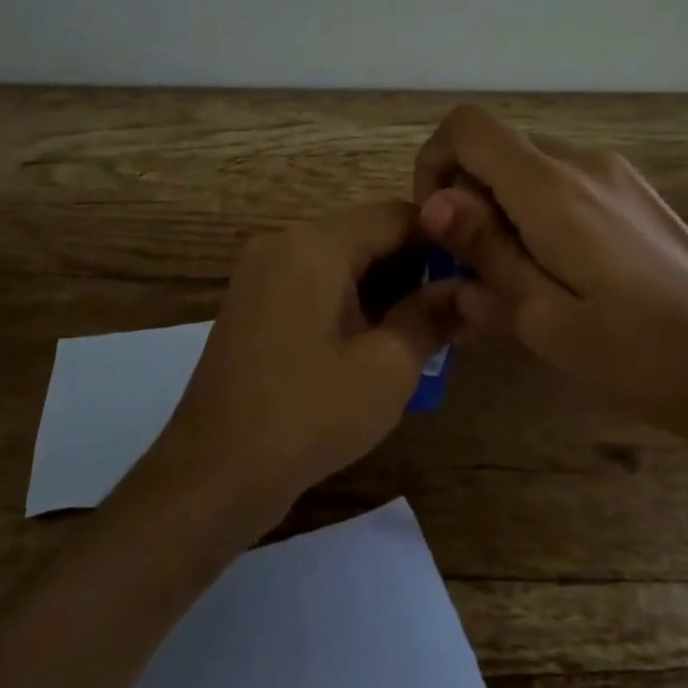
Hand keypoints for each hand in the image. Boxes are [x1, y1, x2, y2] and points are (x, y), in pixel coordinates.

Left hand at [136, 201, 460, 527]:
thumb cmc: (309, 415)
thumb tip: (466, 288)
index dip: (442, 241)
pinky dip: (348, 301)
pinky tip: (373, 342)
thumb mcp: (388, 368)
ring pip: (340, 260)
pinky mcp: (253, 302)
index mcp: (314, 243)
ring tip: (420, 333)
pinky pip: (313, 282)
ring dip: (382, 288)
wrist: (214, 473)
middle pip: (365, 234)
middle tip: (451, 315)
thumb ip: (431, 316)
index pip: (395, 215)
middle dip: (412, 269)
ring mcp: (261, 272)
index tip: (473, 279)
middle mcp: (282, 242)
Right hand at [413, 105, 687, 456]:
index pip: (467, 127)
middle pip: (495, 147)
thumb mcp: (545, 317)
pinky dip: (537, 212)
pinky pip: (562, 182)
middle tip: (476, 272)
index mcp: (552, 188)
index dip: (434, 162)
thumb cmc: (640, 355)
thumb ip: (485, 251)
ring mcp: (613, 173)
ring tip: (517, 281)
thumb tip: (433, 201)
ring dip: (502, 209)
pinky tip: (558, 273)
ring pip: (527, 166)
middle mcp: (581, 162)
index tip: (439, 226)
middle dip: (467, 197)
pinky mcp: (632, 192)